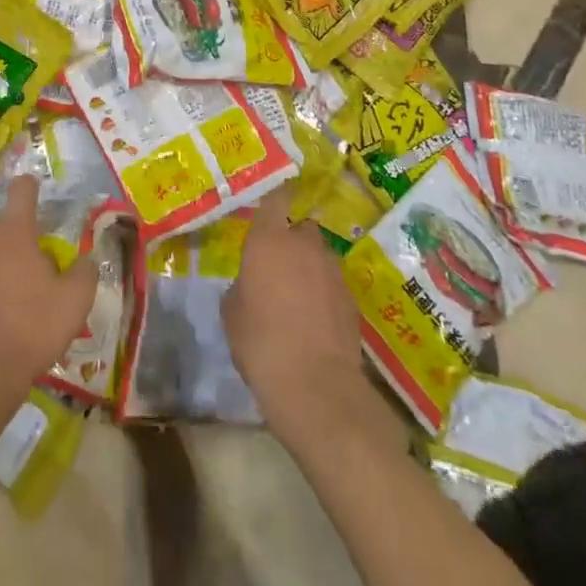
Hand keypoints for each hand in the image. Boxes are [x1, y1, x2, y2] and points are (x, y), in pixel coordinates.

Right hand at [223, 187, 367, 447]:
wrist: (316, 387)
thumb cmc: (261, 342)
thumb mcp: (232, 313)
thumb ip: (242, 287)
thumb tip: (251, 286)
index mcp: (269, 240)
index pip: (275, 199)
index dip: (274, 197)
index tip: (271, 201)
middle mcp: (304, 246)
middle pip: (302, 228)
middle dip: (293, 240)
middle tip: (278, 265)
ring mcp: (333, 272)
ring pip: (320, 257)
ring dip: (310, 268)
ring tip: (297, 298)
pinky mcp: (352, 301)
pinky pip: (333, 286)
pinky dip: (325, 295)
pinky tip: (316, 323)